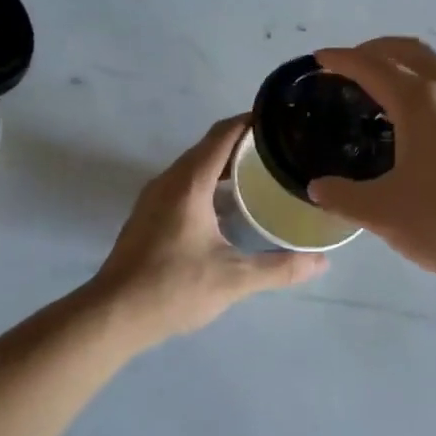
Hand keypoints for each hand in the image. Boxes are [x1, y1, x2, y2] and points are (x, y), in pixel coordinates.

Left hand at [92, 116, 326, 340]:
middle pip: (210, 147)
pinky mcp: (149, 216)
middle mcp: (169, 181)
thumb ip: (279, 268)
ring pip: (195, 167)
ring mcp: (155, 198)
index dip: (252, 121)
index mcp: (189, 183)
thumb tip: (322, 262)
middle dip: (245, 143)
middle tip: (283, 151)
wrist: (112, 316)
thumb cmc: (172, 287)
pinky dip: (210, 183)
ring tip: (264, 174)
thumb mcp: (233, 279)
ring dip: (227, 165)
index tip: (283, 120)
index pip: (223, 134)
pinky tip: (231, 206)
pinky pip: (185, 184)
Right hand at [309, 38, 435, 285]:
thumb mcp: (382, 213)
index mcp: (420, 102)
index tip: (320, 58)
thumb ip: (342, 196)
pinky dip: (424, 85)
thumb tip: (317, 187)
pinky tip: (415, 120)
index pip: (372, 66)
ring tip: (379, 90)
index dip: (342, 59)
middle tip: (348, 65)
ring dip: (403, 65)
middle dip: (375, 50)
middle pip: (408, 51)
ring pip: (434, 66)